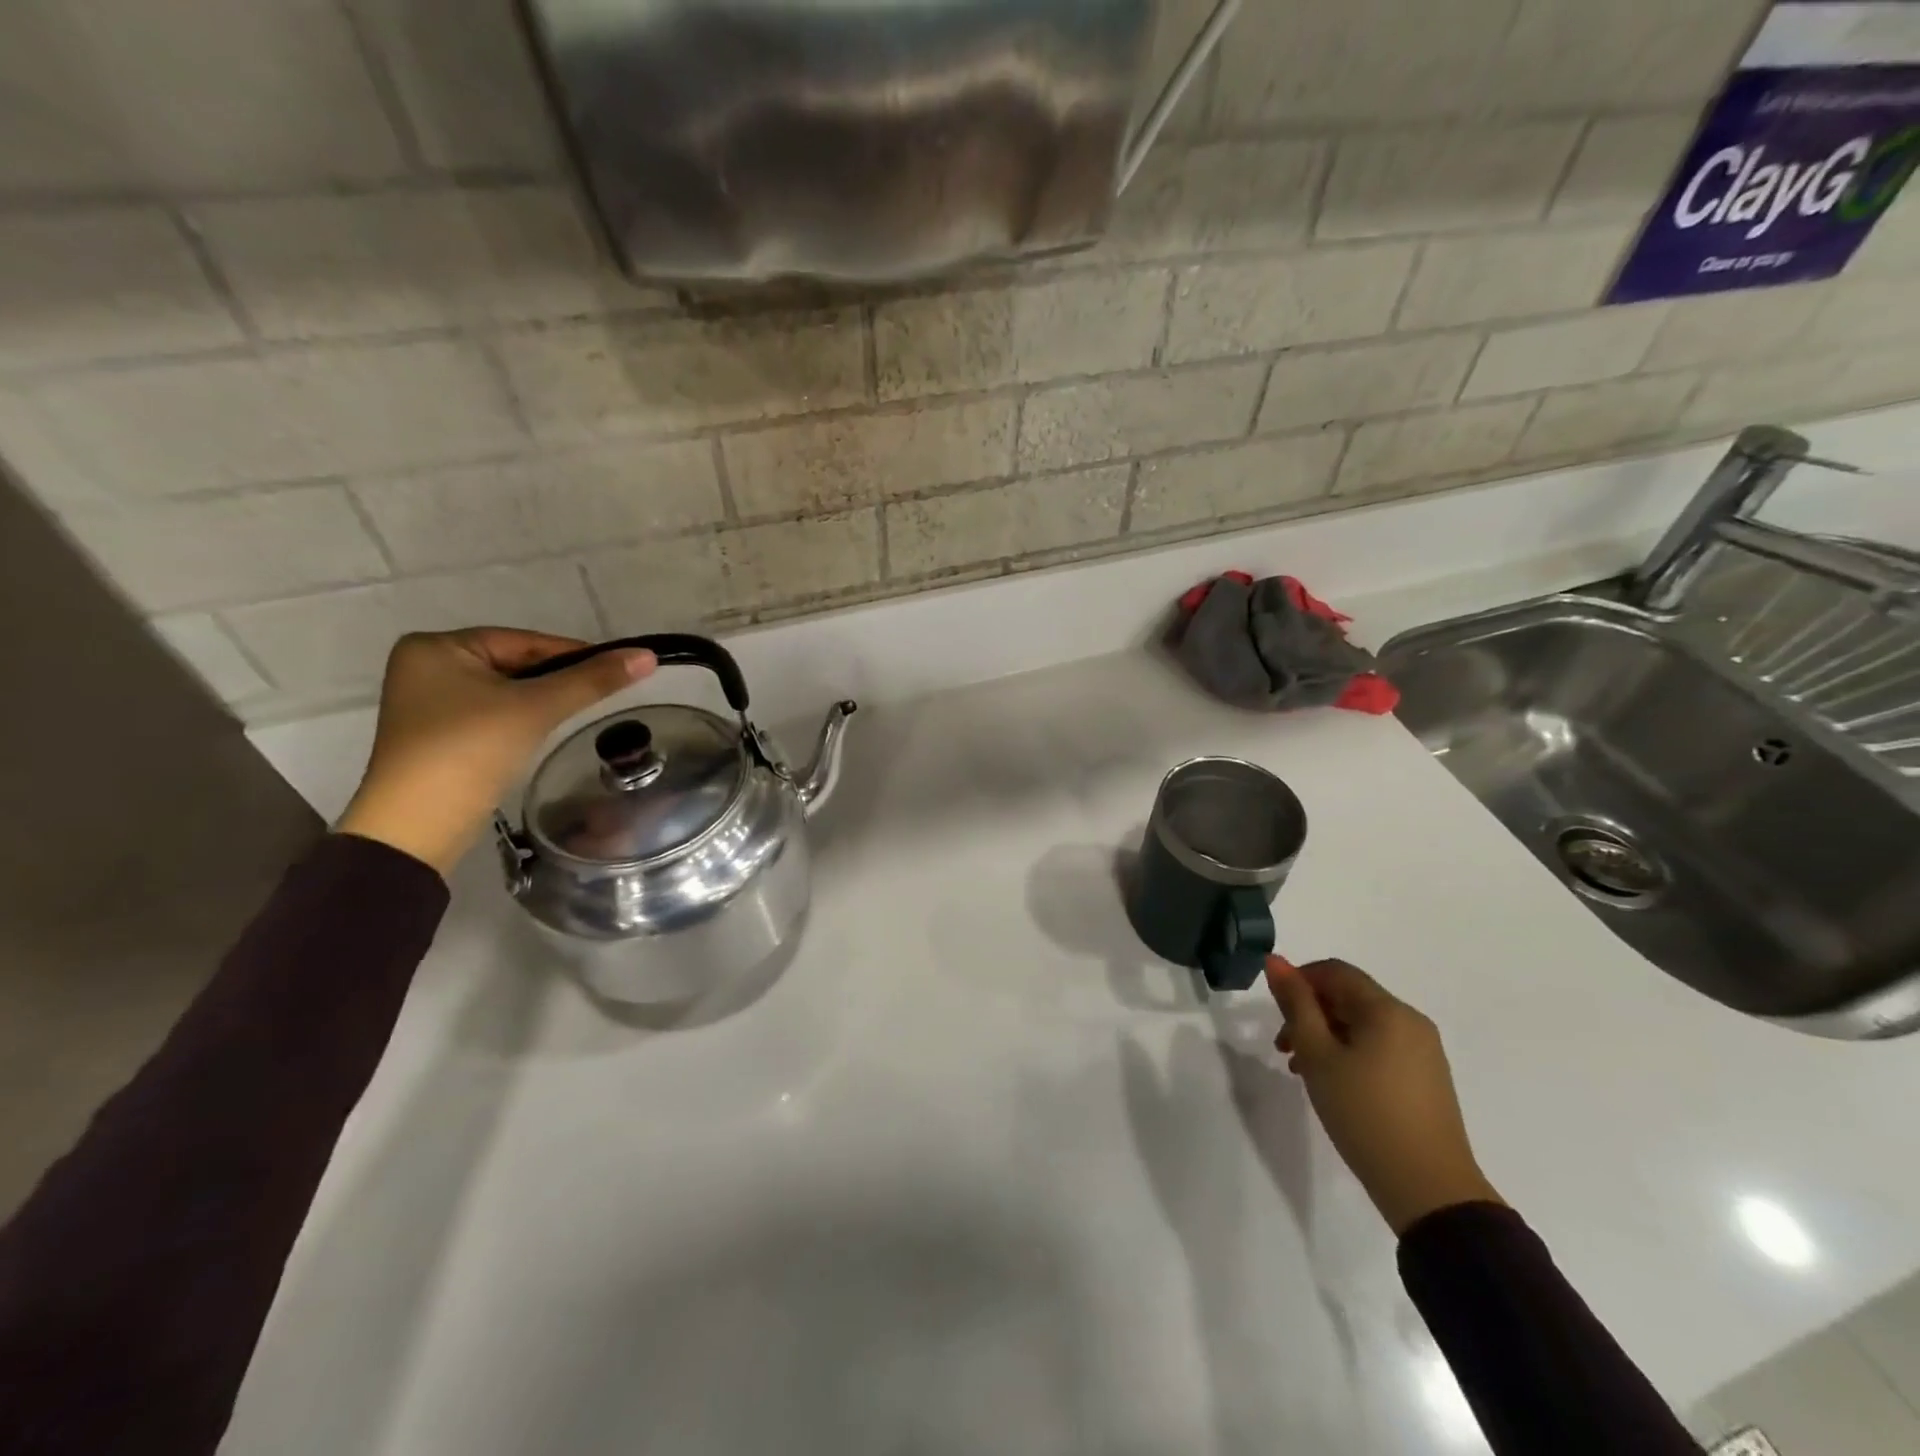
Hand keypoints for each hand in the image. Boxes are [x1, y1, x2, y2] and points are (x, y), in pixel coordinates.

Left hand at [335, 628, 655, 875]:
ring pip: (506, 690)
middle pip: (515, 664)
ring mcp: (429, 703)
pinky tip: (544, 731)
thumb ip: (592, 680)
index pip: (524, 641)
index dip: (574, 654)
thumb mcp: (536, 708)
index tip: (617, 669)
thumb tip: (646, 656)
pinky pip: (493, 713)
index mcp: (438, 647)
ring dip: (543, 701)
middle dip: (558, 680)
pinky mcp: (438, 734)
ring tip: (580, 713)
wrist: (417, 825)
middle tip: (603, 693)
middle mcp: (426, 666)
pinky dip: (522, 719)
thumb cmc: (470, 750)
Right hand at [1266, 955, 1503, 1235]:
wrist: (1429, 1190)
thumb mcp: (1318, 1055)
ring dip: (1326, 1035)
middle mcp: (1410, 1021)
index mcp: (1387, 1010)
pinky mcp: (1427, 1078)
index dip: (1299, 981)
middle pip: (1348, 996)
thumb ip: (1296, 1004)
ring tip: (1302, 1071)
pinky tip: (1334, 1084)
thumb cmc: (1364, 1114)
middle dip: (1309, 1013)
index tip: (1275, 1013)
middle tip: (1284, 1048)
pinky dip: (1350, 1053)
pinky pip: (1379, 1047)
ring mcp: (1423, 1051)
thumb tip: (1276, 961)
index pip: (1334, 971)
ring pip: (1362, 1024)